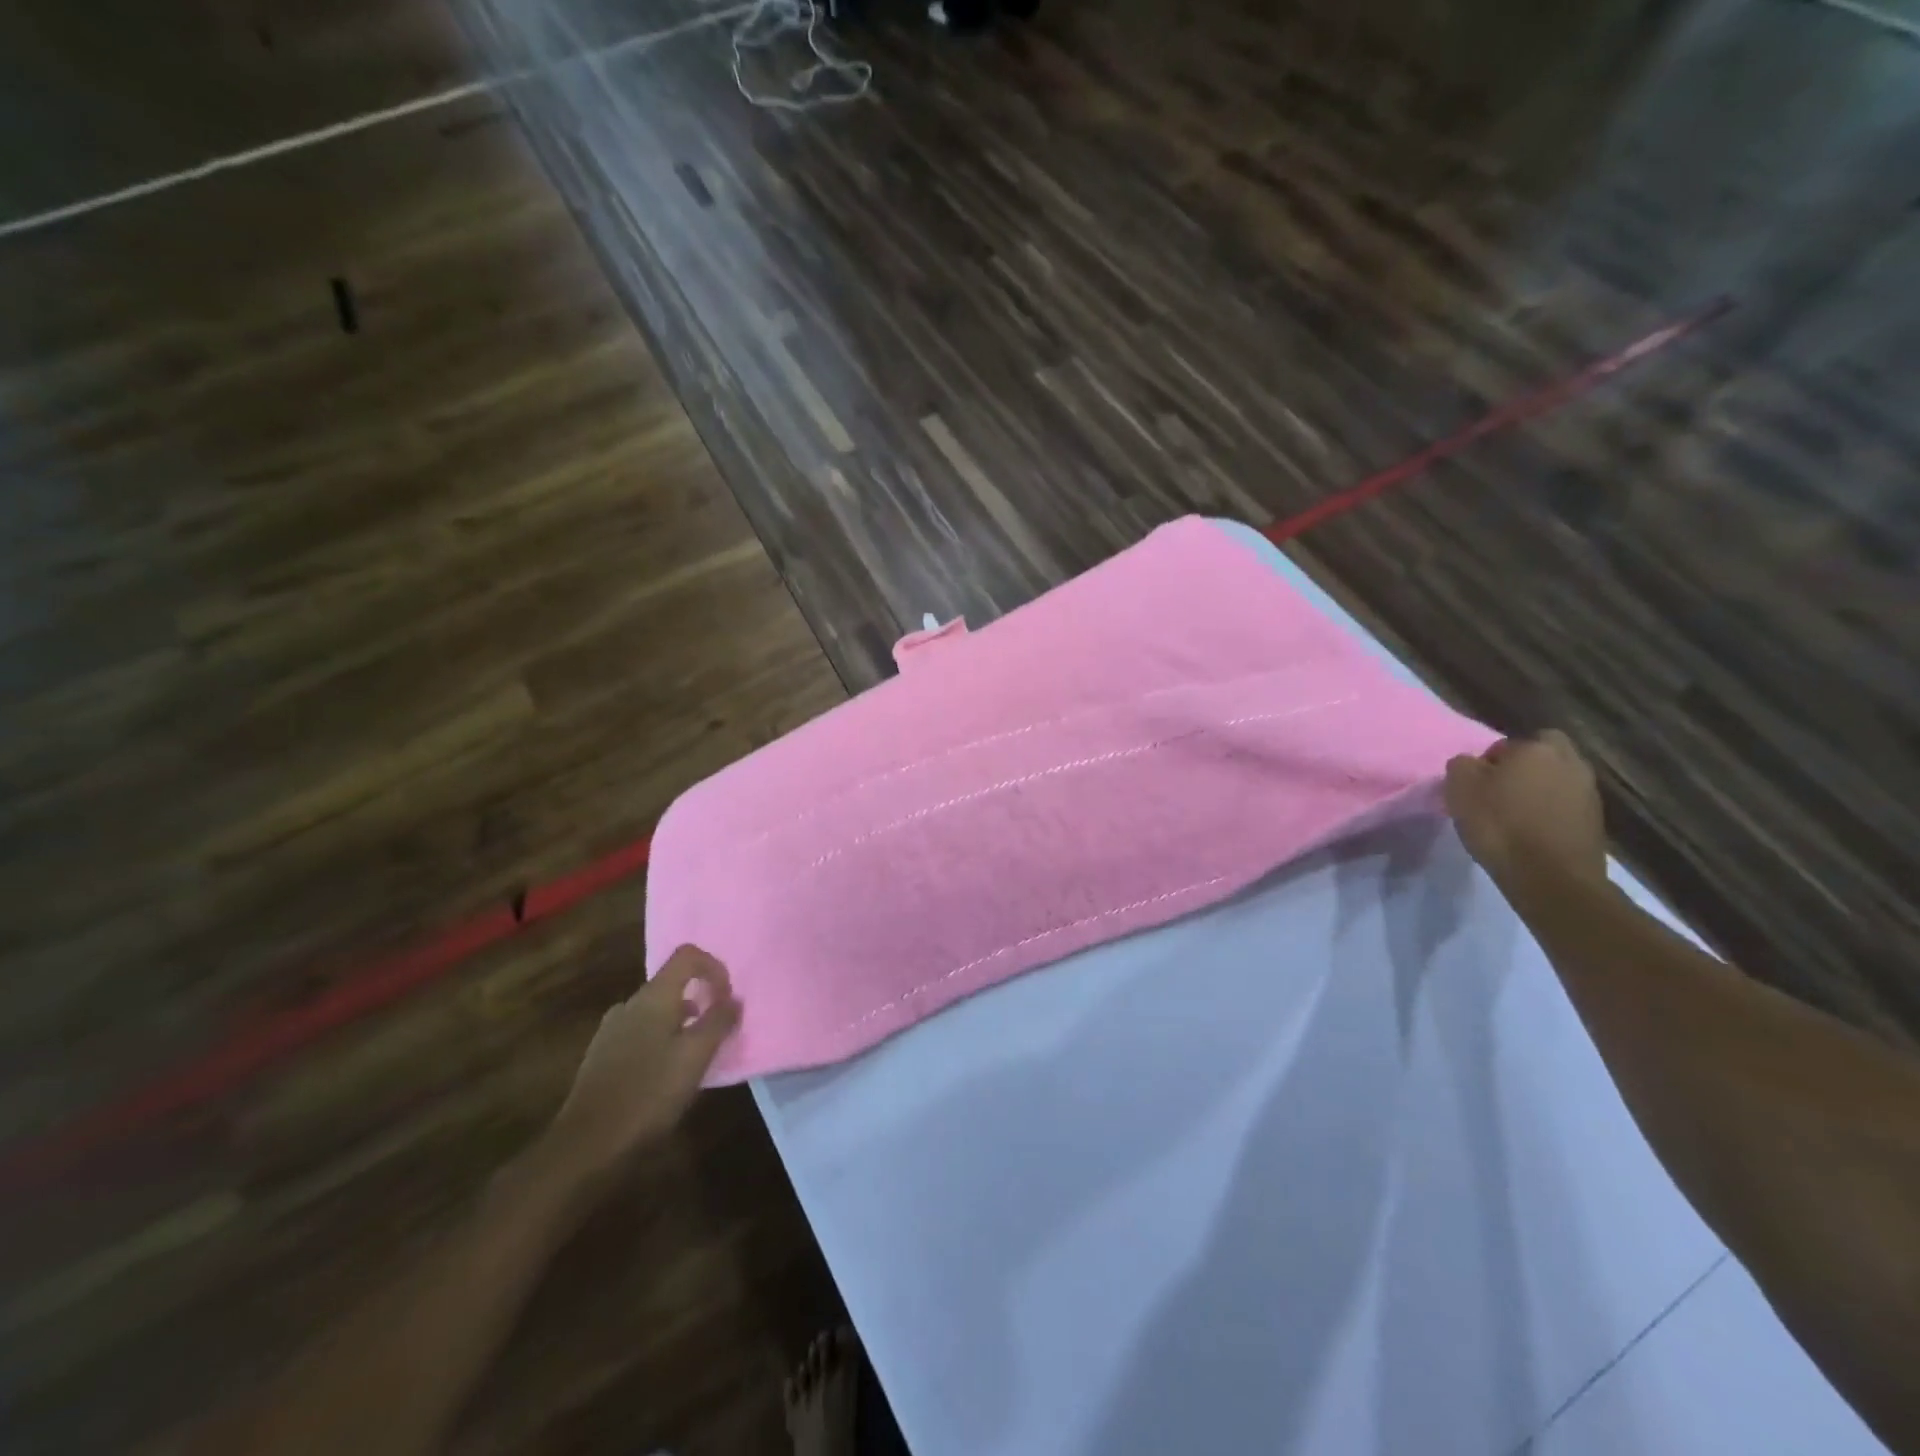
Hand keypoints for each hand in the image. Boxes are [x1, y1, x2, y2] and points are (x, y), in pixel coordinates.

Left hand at [546, 945, 741, 1177]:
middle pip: (672, 984)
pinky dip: (661, 1042)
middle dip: (700, 1001)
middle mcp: (629, 1004)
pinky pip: (640, 1034)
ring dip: (681, 1024)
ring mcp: (611, 1030)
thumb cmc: (649, 1093)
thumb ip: (719, 1021)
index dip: (714, 967)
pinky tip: (664, 1077)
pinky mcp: (601, 1056)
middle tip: (716, 1033)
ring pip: (656, 1012)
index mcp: (653, 997)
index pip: (688, 955)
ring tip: (694, 1059)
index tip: (727, 998)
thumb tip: (734, 999)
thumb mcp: (696, 1056)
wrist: (586, 1146)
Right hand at [1443, 730, 1608, 894]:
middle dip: (1523, 768)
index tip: (1477, 782)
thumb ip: (1462, 765)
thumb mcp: (1459, 788)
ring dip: (1538, 791)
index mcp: (1537, 749)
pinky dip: (1550, 813)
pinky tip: (1532, 832)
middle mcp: (1570, 763)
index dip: (1489, 760)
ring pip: (1556, 780)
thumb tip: (1472, 764)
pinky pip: (1565, 806)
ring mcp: (1588, 793)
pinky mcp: (1595, 821)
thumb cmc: (1499, 824)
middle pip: (1542, 755)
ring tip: (1514, 815)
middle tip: (1499, 791)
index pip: (1507, 743)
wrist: (1550, 876)